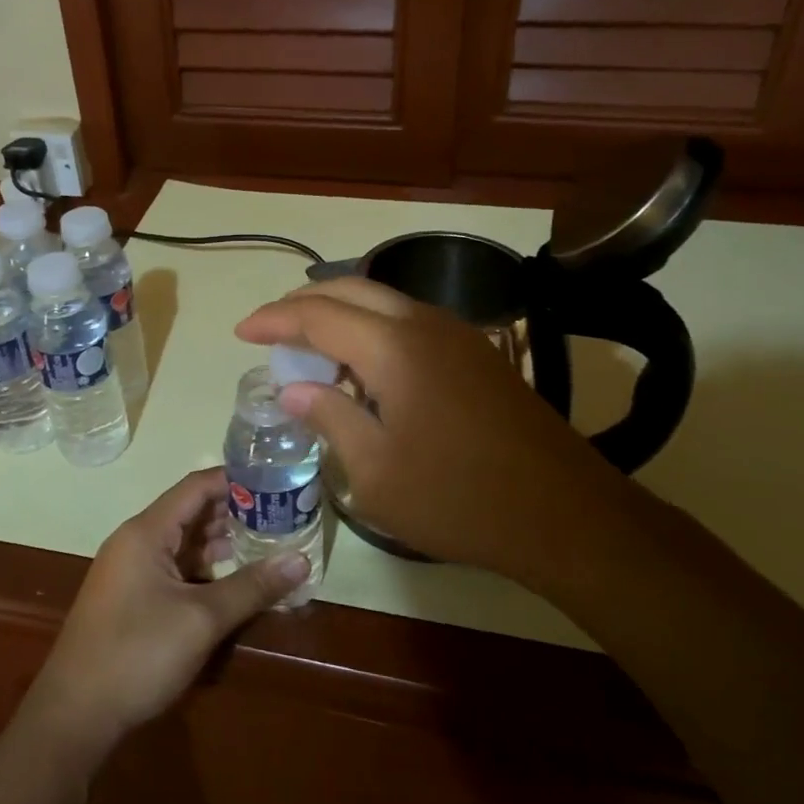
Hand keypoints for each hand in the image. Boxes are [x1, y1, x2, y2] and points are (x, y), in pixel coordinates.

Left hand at [22, 469, 309, 765]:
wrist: (74, 715)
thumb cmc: (137, 654)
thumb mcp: (201, 620)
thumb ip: (251, 587)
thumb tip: (302, 560)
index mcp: (146, 532)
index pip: (196, 487)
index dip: (235, 480)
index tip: (275, 480)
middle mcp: (136, 542)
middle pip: (190, 512)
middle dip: (234, 512)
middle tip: (281, 514)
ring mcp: (132, 571)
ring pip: (183, 543)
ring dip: (221, 542)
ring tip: (267, 543)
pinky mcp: (133, 598)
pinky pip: (175, 569)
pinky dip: (205, 568)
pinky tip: (234, 580)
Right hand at [236, 278, 640, 580]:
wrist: (562, 514)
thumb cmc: (457, 499)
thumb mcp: (375, 472)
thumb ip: (329, 418)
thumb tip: (293, 388)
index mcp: (393, 348)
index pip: (318, 314)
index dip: (274, 319)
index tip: (241, 332)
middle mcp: (424, 325)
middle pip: (351, 289)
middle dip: (304, 303)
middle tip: (271, 330)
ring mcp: (457, 335)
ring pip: (384, 300)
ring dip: (341, 312)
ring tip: (311, 347)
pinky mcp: (477, 354)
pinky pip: (410, 321)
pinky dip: (373, 328)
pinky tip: (364, 366)